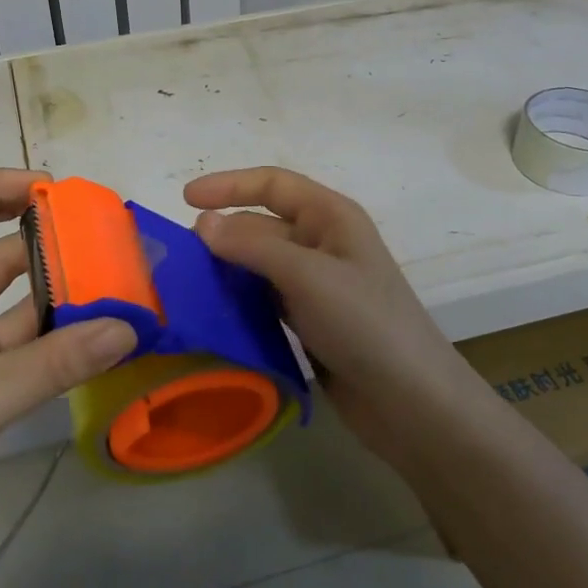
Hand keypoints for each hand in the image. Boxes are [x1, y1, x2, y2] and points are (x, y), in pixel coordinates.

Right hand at [184, 167, 474, 468]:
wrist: (410, 402)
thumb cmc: (365, 324)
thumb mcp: (308, 276)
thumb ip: (252, 247)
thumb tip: (202, 224)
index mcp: (331, 217)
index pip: (273, 185)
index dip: (229, 185)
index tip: (185, 200)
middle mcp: (323, 243)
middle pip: (262, 225)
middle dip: (222, 234)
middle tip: (177, 257)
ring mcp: (317, 284)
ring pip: (259, 264)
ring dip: (226, 269)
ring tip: (184, 284)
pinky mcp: (309, 320)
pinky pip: (264, 298)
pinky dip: (238, 300)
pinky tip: (212, 312)